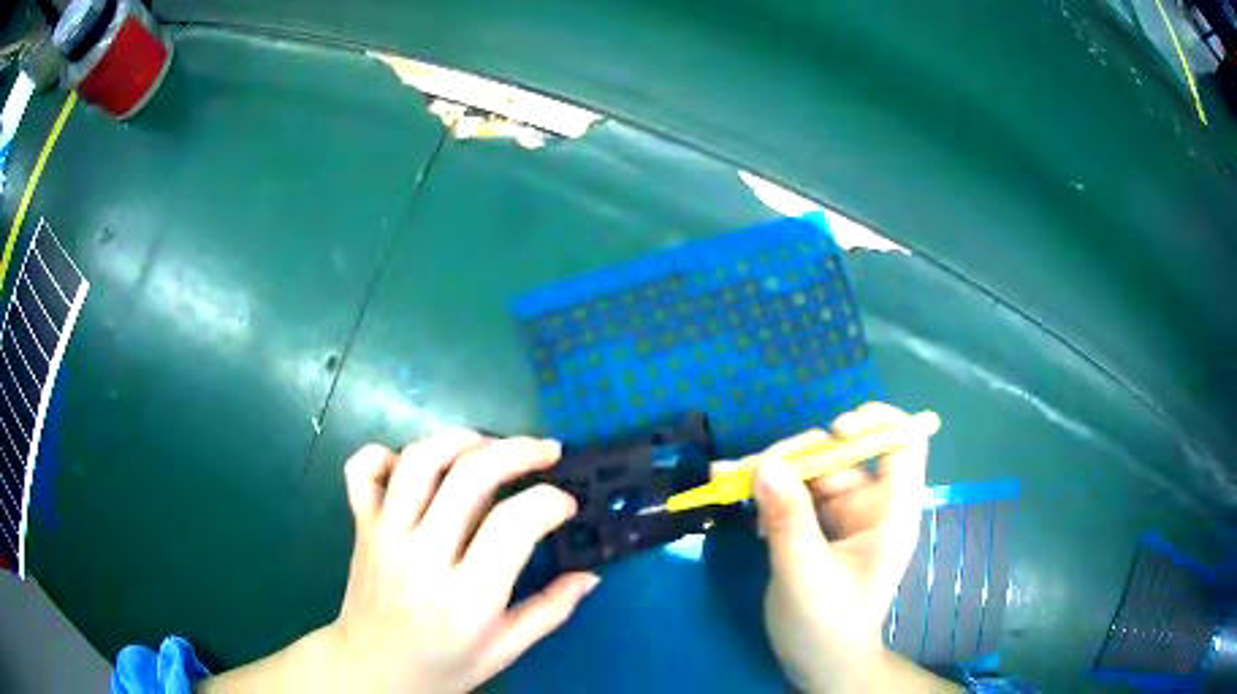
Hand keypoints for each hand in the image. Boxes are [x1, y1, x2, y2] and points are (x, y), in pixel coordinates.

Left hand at [198, 431, 596, 693]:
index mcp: (467, 598)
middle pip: (469, 476)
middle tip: (547, 452)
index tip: (566, 504)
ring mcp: (385, 535)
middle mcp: (422, 557)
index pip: (512, 524)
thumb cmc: (442, 666)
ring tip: (489, 445)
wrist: (371, 670)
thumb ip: (550, 611)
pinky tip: (415, 464)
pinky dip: (387, 453)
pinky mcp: (361, 524)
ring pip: (419, 461)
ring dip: (461, 439)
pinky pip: (362, 469)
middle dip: (518, 451)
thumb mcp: (504, 651)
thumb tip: (589, 574)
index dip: (549, 501)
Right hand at [751, 403, 928, 692]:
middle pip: (841, 454)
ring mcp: (842, 515)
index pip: (903, 444)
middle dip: (796, 455)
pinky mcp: (817, 526)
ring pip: (810, 471)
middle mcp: (869, 505)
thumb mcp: (805, 574)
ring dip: (770, 471)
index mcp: (890, 513)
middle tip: (747, 470)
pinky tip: (737, 501)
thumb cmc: (827, 625)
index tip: (835, 429)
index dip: (877, 423)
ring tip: (724, 478)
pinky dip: (766, 492)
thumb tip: (765, 463)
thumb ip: (788, 519)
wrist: (819, 664)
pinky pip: (793, 494)